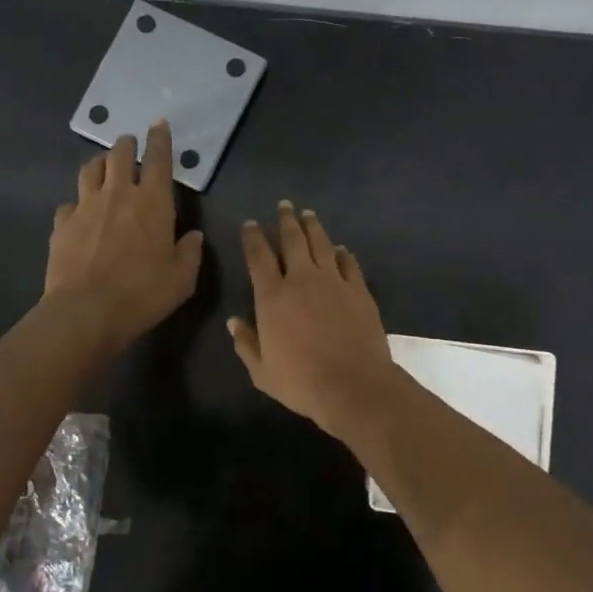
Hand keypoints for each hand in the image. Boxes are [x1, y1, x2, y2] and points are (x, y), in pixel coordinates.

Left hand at [45, 120, 203, 350]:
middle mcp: (118, 194)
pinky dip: (78, 202)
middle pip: (120, 155)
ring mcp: (86, 206)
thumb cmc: (143, 293)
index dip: (160, 139)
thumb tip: (192, 236)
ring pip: (90, 170)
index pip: (159, 159)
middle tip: (130, 146)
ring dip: (100, 164)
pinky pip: (70, 203)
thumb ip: (190, 252)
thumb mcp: (182, 279)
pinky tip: (80, 213)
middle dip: (127, 145)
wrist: (86, 311)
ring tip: (104, 168)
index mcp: (153, 202)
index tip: (159, 123)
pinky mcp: (62, 224)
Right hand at [228, 201, 401, 438]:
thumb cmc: (301, 382)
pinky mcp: (358, 290)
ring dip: (313, 227)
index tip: (251, 224)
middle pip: (292, 240)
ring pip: (321, 244)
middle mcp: (302, 280)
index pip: (258, 257)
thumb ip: (246, 343)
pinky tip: (340, 249)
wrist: (353, 386)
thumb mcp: (262, 371)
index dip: (253, 237)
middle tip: (284, 206)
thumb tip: (234, 322)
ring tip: (308, 214)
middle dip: (286, 220)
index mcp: (272, 297)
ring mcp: (333, 282)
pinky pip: (348, 263)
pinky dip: (342, 253)